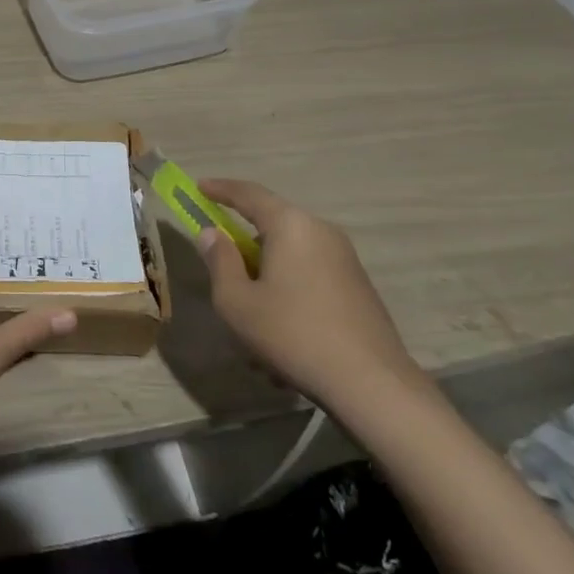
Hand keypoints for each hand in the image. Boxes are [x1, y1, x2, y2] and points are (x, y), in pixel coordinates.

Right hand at [195, 178, 422, 410]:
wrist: (373, 385)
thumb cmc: (293, 334)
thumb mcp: (237, 301)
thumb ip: (219, 261)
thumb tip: (212, 234)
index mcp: (290, 225)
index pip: (248, 193)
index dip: (220, 189)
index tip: (199, 187)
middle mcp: (321, 231)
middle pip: (272, 226)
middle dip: (244, 248)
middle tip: (224, 273)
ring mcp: (345, 260)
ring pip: (290, 257)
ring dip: (267, 279)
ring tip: (253, 323)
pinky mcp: (359, 288)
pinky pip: (310, 277)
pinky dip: (289, 294)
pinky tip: (282, 338)